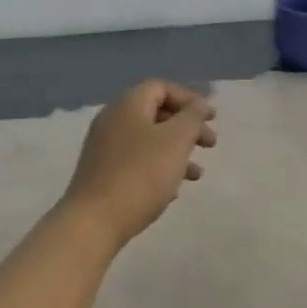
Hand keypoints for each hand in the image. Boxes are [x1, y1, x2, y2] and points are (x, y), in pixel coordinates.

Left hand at [61, 80, 215, 245]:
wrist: (94, 220)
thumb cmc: (141, 174)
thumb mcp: (176, 140)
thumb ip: (192, 117)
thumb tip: (199, 104)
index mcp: (127, 104)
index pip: (161, 87)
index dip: (189, 99)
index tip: (212, 118)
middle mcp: (112, 119)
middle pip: (155, 113)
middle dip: (186, 127)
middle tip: (210, 144)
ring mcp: (104, 146)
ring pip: (148, 139)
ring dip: (176, 151)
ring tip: (196, 174)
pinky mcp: (102, 172)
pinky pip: (136, 160)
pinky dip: (158, 167)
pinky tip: (172, 190)